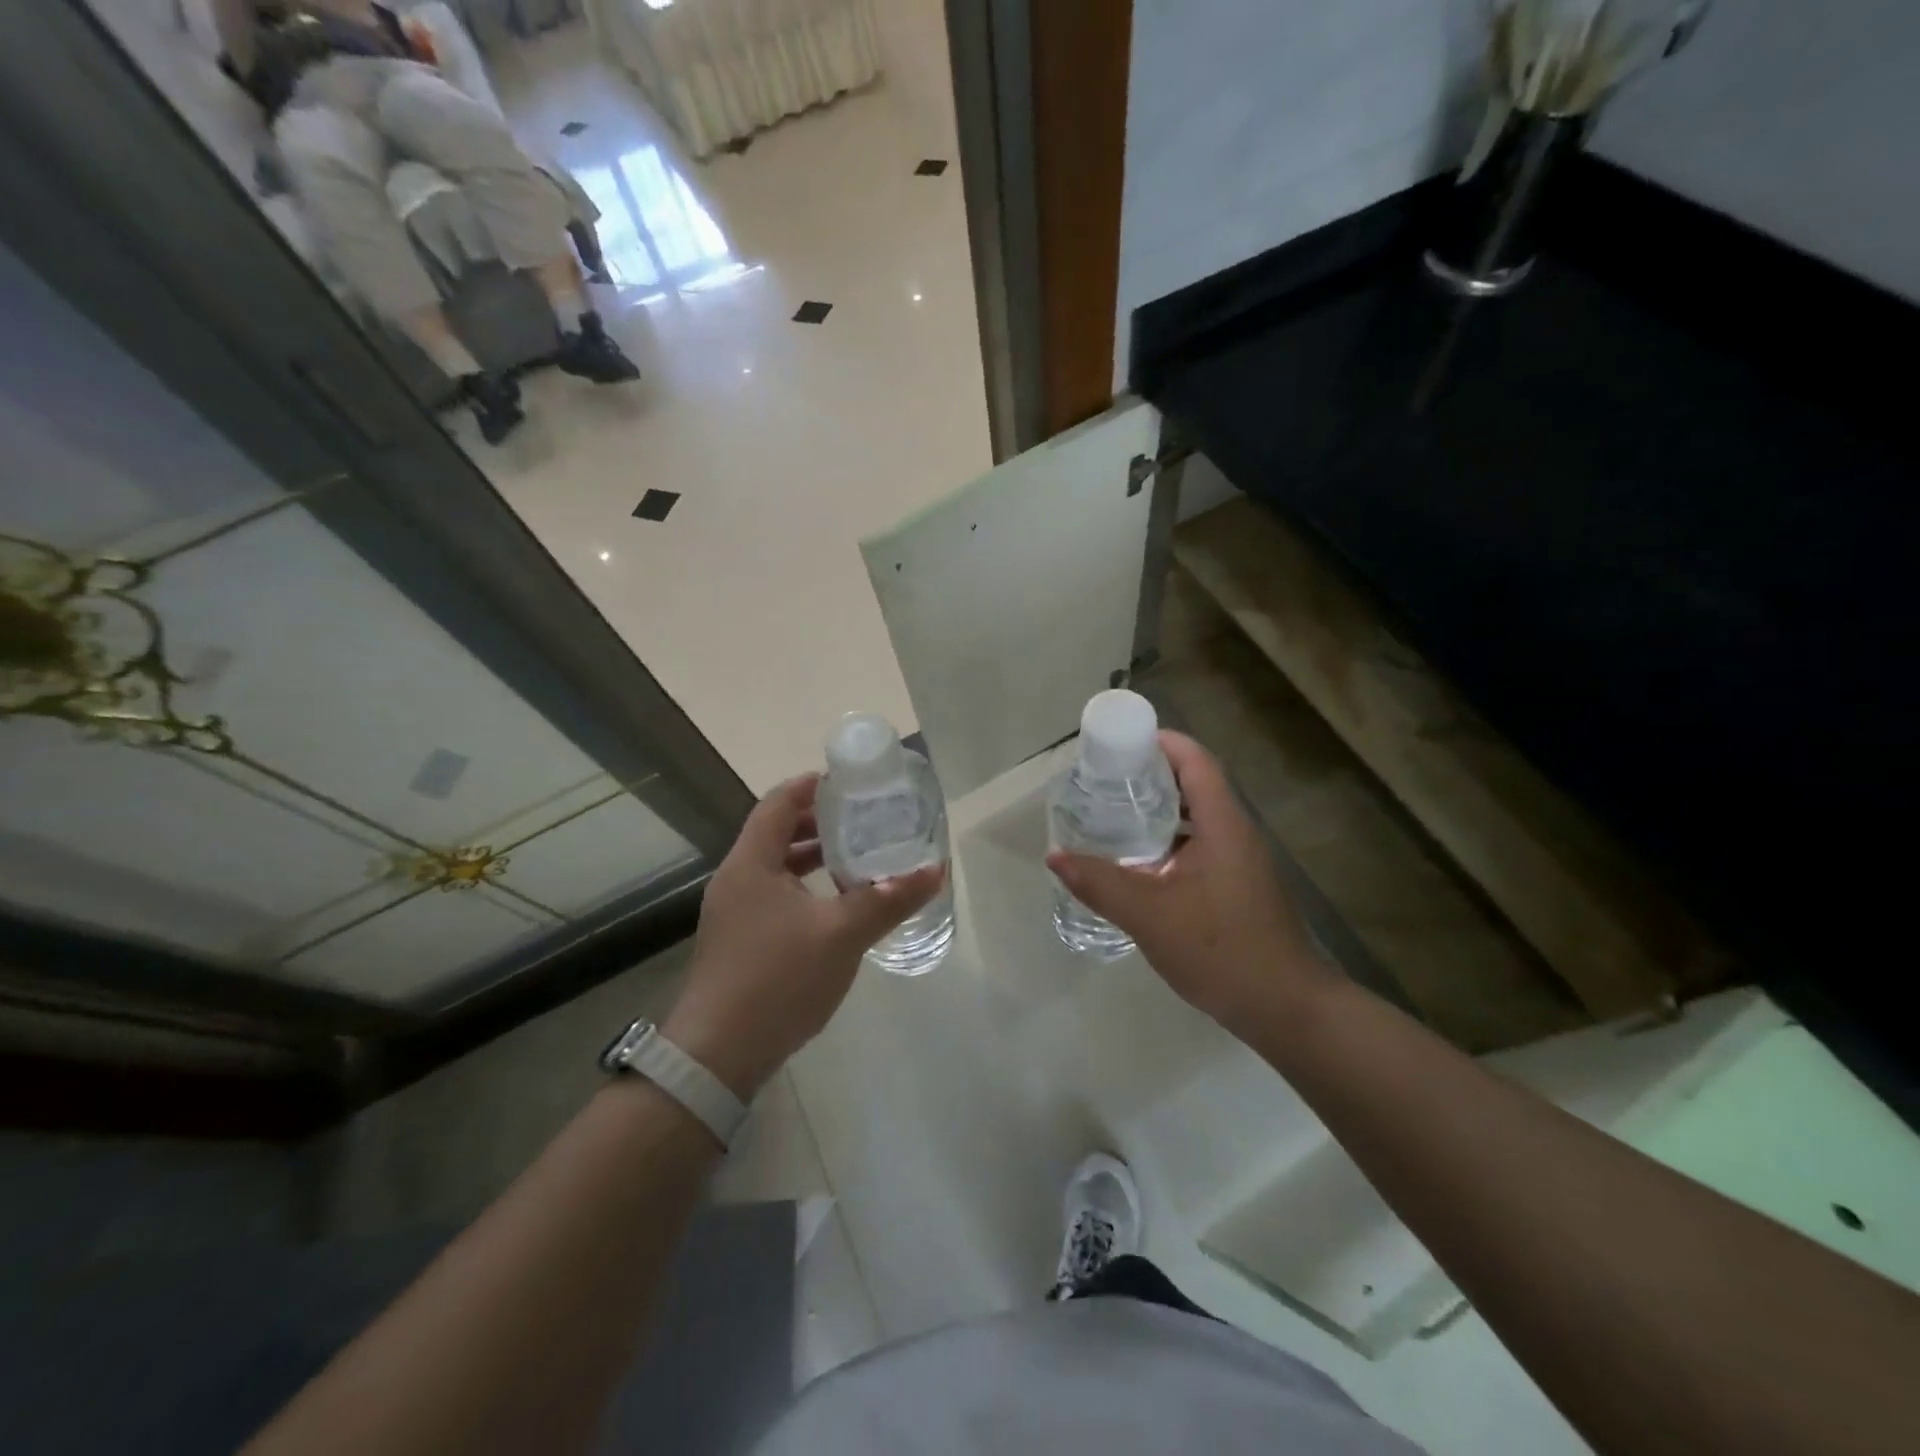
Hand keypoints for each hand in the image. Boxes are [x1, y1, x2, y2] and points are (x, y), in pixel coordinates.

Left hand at [664, 774, 943, 1098]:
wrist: (719, 1055)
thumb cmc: (778, 979)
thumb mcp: (842, 935)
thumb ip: (888, 900)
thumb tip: (935, 871)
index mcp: (752, 863)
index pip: (778, 803)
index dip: (811, 786)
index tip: (849, 782)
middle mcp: (736, 879)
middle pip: (776, 833)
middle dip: (819, 823)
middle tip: (862, 819)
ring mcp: (733, 913)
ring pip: (776, 868)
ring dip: (812, 858)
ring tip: (855, 858)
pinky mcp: (738, 941)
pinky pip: (774, 896)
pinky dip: (805, 888)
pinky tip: (835, 908)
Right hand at [1046, 731, 1334, 1037]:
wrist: (1285, 1008)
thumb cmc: (1221, 950)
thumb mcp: (1149, 915)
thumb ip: (1100, 882)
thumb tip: (1055, 855)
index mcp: (1222, 824)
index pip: (1195, 761)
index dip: (1160, 742)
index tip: (1118, 742)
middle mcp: (1234, 833)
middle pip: (1193, 784)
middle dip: (1148, 775)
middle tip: (1102, 780)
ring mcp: (1238, 862)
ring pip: (1194, 819)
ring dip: (1156, 811)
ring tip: (1111, 815)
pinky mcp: (1235, 887)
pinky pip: (1197, 847)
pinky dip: (1165, 843)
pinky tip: (1136, 864)